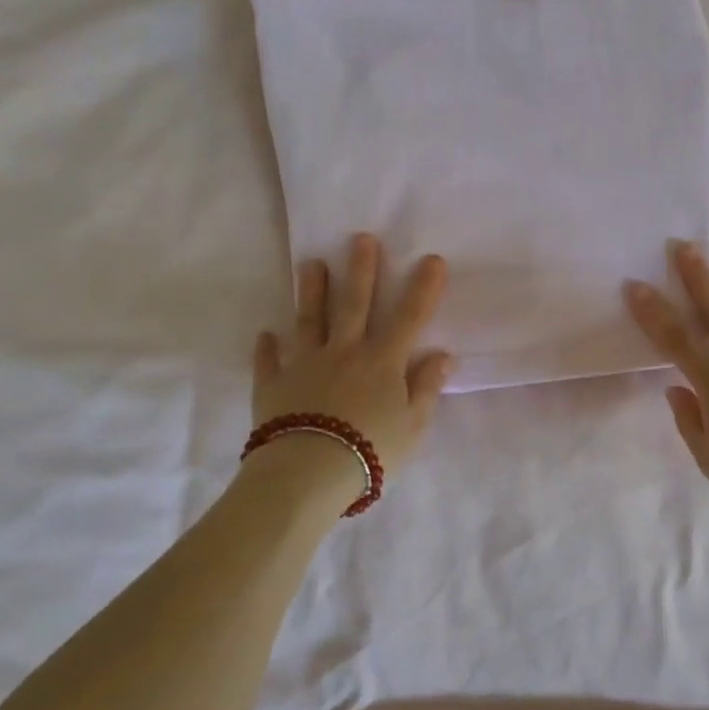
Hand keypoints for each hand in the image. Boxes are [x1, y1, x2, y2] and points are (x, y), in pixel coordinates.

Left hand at [254, 234, 454, 473]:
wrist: (310, 470)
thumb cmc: (371, 449)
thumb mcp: (414, 425)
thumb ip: (426, 387)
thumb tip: (443, 355)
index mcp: (382, 362)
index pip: (409, 318)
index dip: (423, 288)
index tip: (432, 259)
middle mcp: (344, 353)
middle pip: (354, 305)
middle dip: (361, 270)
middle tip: (360, 238)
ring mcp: (305, 365)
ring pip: (309, 321)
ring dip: (312, 292)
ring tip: (312, 264)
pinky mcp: (274, 385)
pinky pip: (269, 362)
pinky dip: (267, 348)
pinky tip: (265, 335)